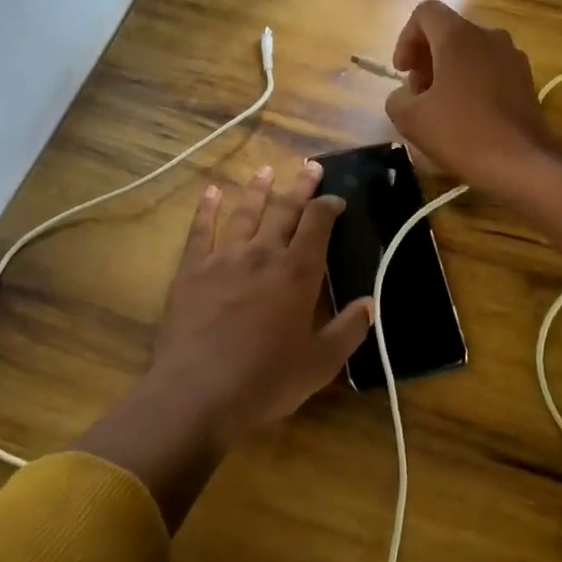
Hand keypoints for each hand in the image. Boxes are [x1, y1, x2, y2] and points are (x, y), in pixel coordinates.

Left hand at [147, 161, 372, 445]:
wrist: (195, 395)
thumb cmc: (264, 382)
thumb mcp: (319, 364)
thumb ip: (348, 331)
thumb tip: (370, 303)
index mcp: (297, 273)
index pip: (317, 224)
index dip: (329, 206)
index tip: (336, 198)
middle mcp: (263, 254)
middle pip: (284, 210)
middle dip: (300, 187)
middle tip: (310, 166)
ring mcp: (224, 259)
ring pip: (244, 213)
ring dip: (257, 190)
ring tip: (266, 170)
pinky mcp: (191, 271)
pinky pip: (200, 231)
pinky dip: (206, 209)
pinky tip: (210, 192)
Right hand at [384, 0, 558, 196]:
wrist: (523, 162)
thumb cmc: (462, 132)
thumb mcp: (411, 119)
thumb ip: (397, 98)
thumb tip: (406, 95)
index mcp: (458, 36)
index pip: (426, 13)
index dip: (406, 38)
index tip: (403, 72)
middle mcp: (489, 36)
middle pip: (449, 32)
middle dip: (427, 58)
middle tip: (418, 94)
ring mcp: (512, 57)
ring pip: (471, 51)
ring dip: (450, 71)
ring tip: (441, 107)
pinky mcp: (526, 80)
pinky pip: (490, 69)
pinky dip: (473, 83)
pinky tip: (468, 117)